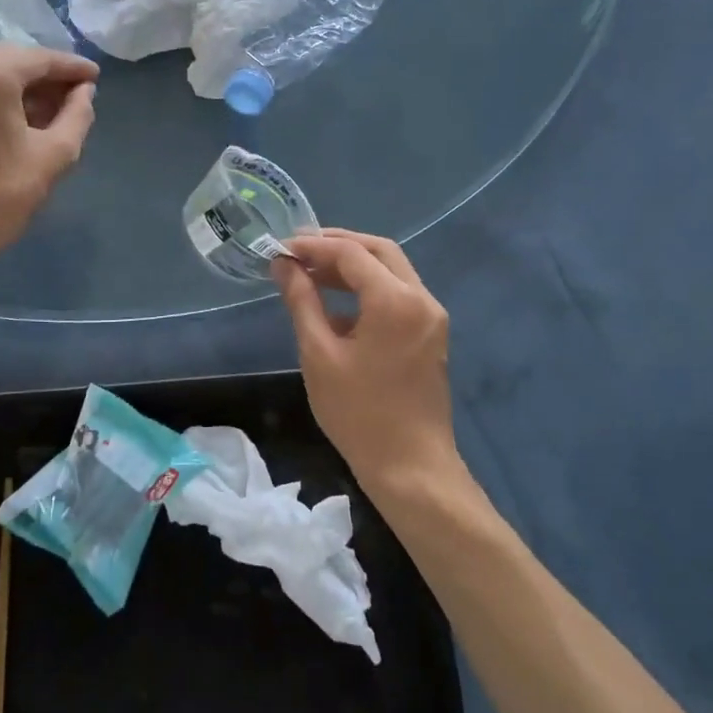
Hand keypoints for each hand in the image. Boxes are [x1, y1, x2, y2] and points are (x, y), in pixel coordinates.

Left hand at [0, 44, 97, 259]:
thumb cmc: (2, 194)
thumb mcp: (55, 154)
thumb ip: (77, 114)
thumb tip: (84, 91)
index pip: (40, 59)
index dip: (72, 68)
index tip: (95, 77)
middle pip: (11, 60)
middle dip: (45, 75)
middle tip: (76, 94)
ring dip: (21, 87)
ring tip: (51, 111)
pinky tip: (17, 120)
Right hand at [273, 230, 465, 499]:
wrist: (411, 466)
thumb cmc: (359, 413)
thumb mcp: (319, 354)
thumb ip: (302, 301)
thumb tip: (283, 264)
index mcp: (395, 300)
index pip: (351, 253)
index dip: (313, 246)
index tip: (280, 249)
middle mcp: (421, 298)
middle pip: (379, 251)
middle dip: (337, 246)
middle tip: (298, 251)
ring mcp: (431, 316)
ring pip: (391, 271)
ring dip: (353, 266)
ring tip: (311, 273)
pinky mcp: (431, 334)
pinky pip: (399, 294)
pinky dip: (368, 288)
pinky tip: (336, 305)